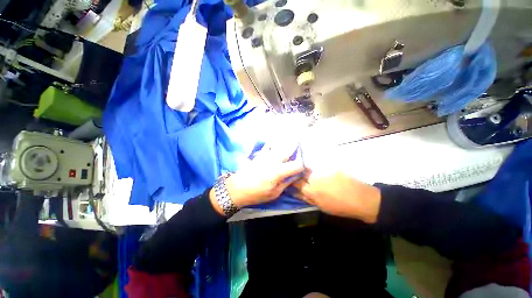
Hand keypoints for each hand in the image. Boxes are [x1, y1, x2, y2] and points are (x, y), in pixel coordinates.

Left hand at [209, 142, 303, 213]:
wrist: (237, 188)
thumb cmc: (257, 193)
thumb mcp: (274, 193)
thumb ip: (286, 183)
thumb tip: (295, 176)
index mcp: (279, 171)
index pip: (296, 165)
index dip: (303, 166)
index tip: (305, 167)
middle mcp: (274, 160)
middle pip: (288, 150)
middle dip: (296, 145)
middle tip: (301, 140)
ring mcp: (266, 156)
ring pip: (279, 145)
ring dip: (286, 140)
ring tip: (293, 135)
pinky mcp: (259, 155)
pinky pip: (268, 145)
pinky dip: (274, 141)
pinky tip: (276, 139)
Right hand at [292, 169, 381, 222]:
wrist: (363, 199)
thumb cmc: (340, 206)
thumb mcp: (321, 205)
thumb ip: (306, 197)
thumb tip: (295, 191)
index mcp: (312, 190)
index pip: (296, 183)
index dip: (292, 182)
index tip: (291, 182)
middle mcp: (315, 177)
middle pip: (301, 172)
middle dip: (298, 174)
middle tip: (299, 177)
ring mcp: (324, 170)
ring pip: (310, 168)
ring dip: (307, 171)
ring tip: (311, 175)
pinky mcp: (331, 166)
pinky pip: (320, 166)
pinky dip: (318, 169)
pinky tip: (322, 173)